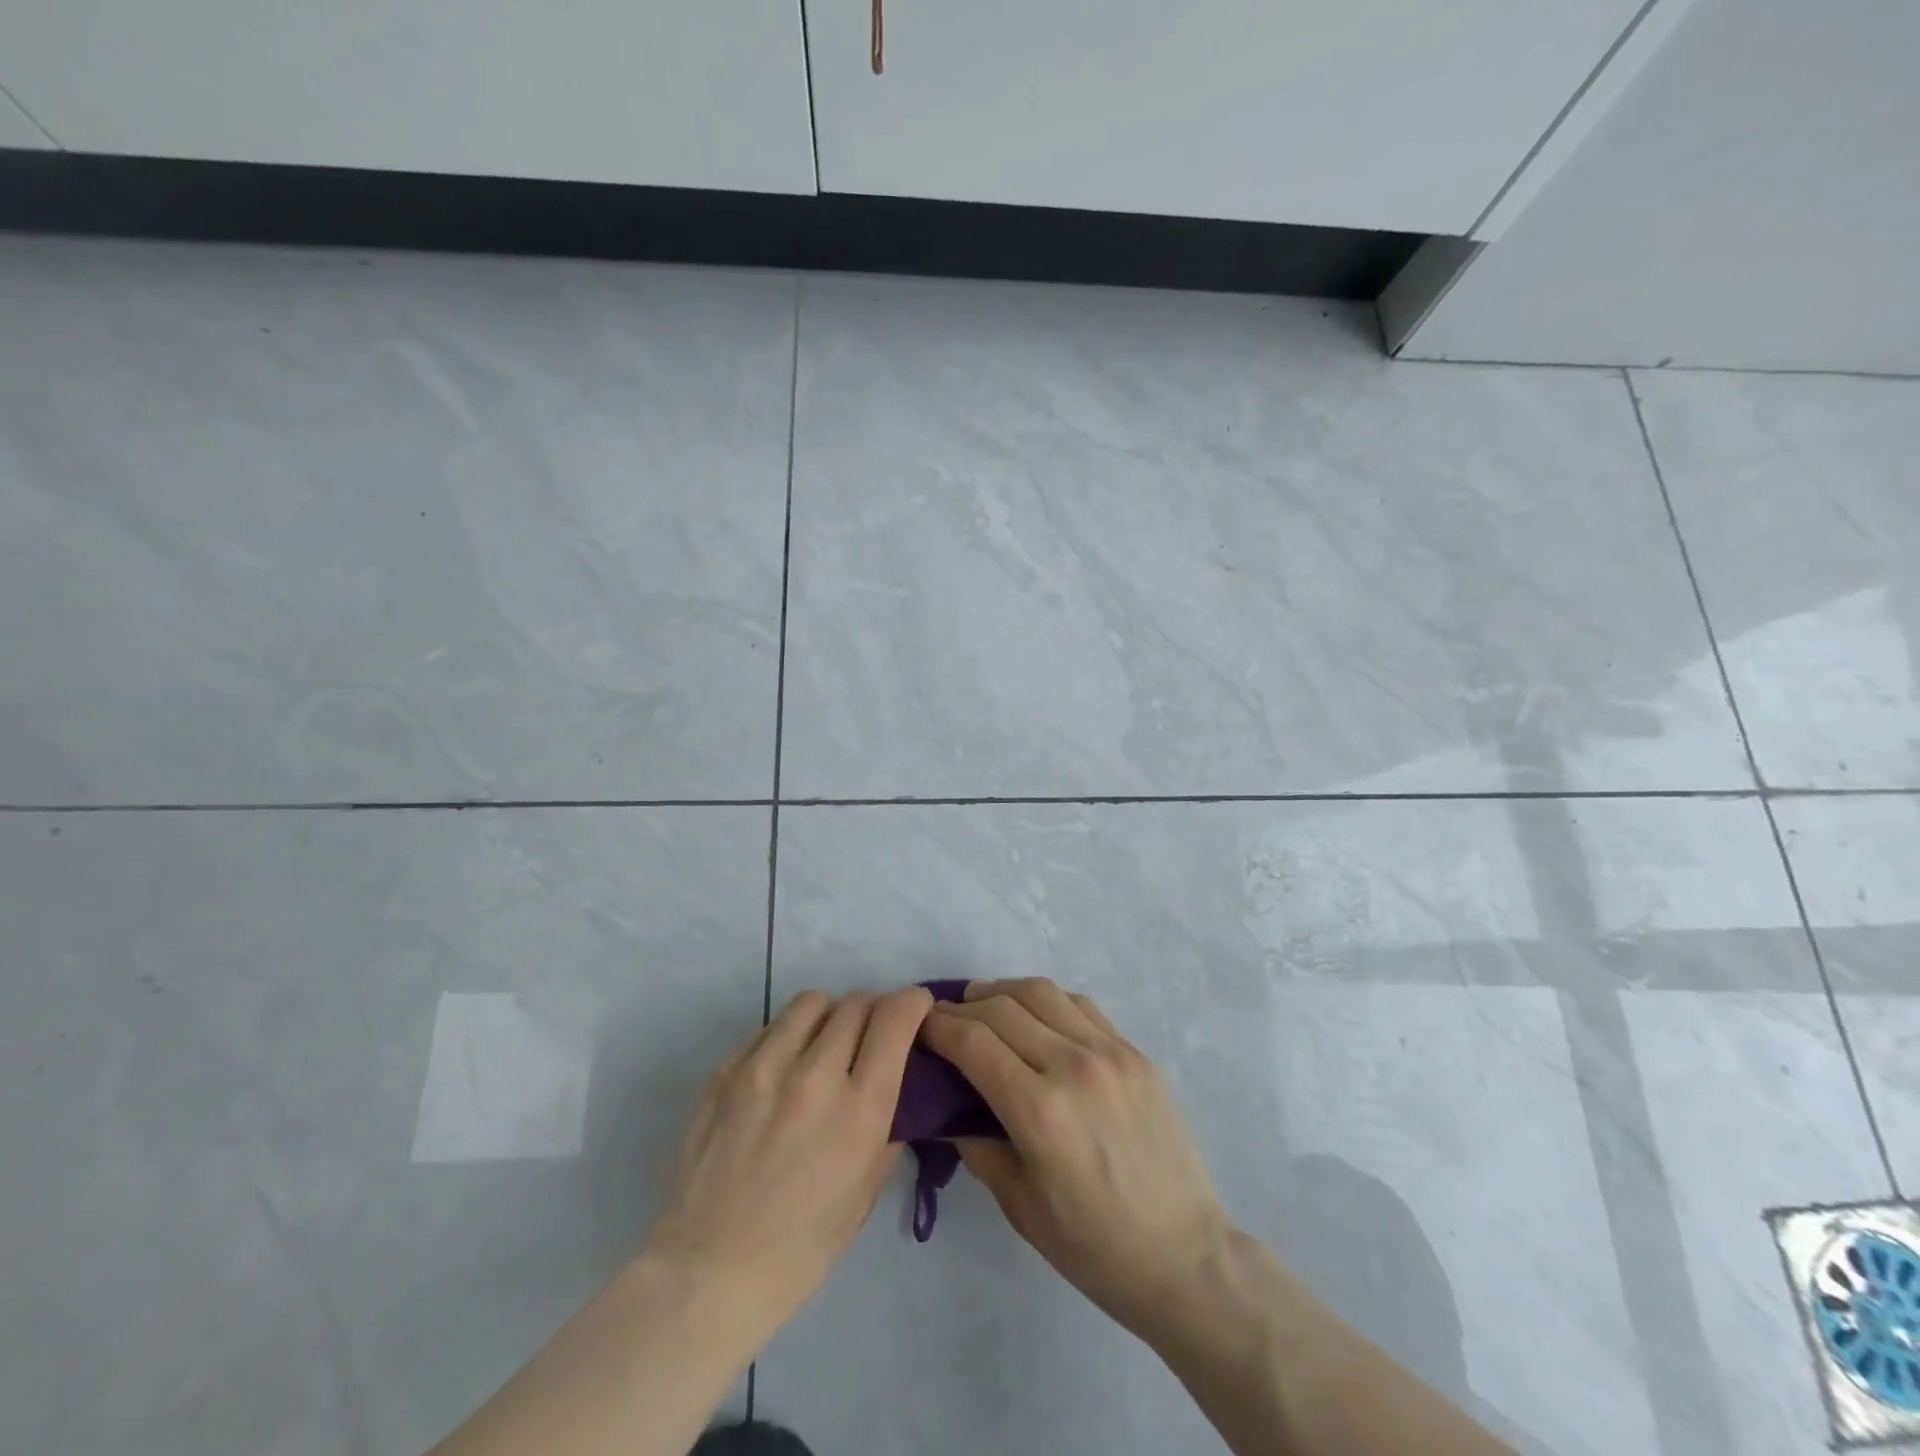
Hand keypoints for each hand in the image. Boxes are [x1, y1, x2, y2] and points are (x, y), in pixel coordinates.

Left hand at [639, 986, 933, 1354]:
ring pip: (813, 1001)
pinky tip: (786, 1066)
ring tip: (828, 1041)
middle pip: (857, 1003)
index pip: (895, 1019)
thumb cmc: (801, 1248)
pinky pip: (771, 1026)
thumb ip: (887, 1125)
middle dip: (876, 1008)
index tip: (917, 1008)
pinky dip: (791, 1034)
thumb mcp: (866, 1191)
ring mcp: (764, 1068)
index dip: (913, 1002)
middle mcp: (815, 1077)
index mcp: (859, 1112)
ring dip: (832, 1013)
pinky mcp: (726, 1070)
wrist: (708, 1273)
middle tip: (874, 1031)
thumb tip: (895, 1081)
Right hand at [918, 978, 1234, 1341]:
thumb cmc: (1094, 1246)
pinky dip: (1047, 1001)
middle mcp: (1073, 1066)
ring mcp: (1110, 1053)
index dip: (938, 1027)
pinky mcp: (1134, 1052)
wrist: (1184, 1255)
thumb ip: (977, 1147)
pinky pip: (1080, 1005)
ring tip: (984, 1004)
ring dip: (1003, 991)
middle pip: (1001, 1007)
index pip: (973, 1042)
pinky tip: (1036, 1016)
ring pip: (1042, 992)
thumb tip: (948, 1108)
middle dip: (962, 1007)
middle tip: (944, 1018)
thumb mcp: (1020, 1207)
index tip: (919, 1027)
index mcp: (1039, 1111)